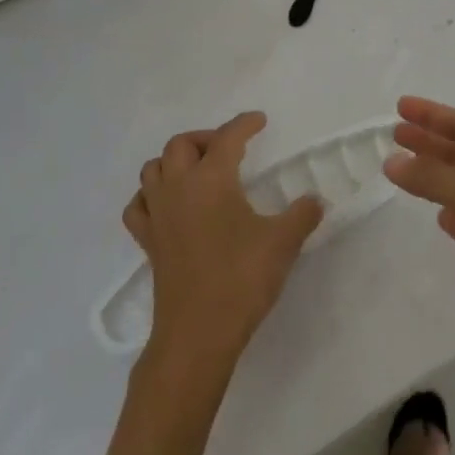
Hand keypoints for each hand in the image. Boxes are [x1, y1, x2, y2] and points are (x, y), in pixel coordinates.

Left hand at [123, 111, 322, 370]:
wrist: (197, 333)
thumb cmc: (241, 279)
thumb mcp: (282, 243)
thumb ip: (302, 215)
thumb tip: (315, 201)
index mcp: (211, 179)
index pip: (227, 138)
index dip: (244, 125)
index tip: (259, 121)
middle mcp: (178, 188)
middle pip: (181, 144)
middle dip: (205, 139)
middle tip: (229, 150)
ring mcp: (158, 215)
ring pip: (153, 169)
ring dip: (174, 161)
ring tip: (198, 172)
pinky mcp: (148, 242)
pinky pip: (138, 205)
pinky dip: (150, 196)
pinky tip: (167, 205)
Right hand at [385, 97, 454, 373]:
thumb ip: (434, 177)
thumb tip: (392, 160)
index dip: (435, 114)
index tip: (401, 107)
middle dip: (428, 139)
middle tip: (393, 133)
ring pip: (453, 183)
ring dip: (429, 170)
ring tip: (397, 163)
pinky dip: (440, 206)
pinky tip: (429, 208)